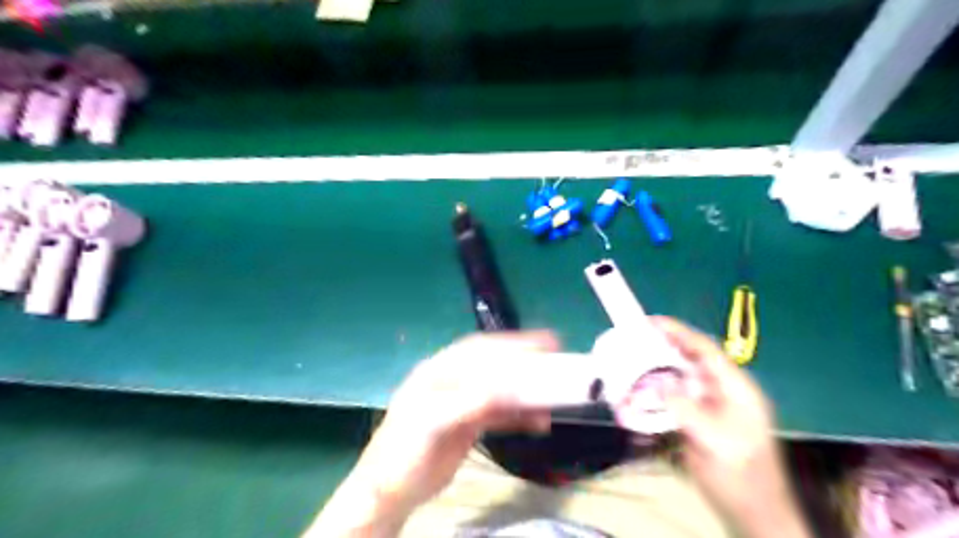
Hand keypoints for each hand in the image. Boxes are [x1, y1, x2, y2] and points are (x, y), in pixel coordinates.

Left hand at [307, 330, 559, 535]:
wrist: (389, 492)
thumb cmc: (404, 452)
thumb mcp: (432, 424)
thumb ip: (469, 404)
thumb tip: (508, 390)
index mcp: (438, 371)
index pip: (478, 350)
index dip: (510, 344)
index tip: (542, 343)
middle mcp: (452, 382)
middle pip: (494, 366)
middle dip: (524, 364)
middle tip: (556, 361)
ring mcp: (462, 403)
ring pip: (500, 390)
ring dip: (525, 393)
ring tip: (552, 398)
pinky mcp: (470, 425)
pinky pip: (500, 415)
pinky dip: (519, 416)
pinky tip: (538, 421)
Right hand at [651, 317, 807, 536]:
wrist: (753, 515)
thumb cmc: (742, 476)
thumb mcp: (715, 440)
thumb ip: (686, 408)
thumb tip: (657, 385)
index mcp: (734, 388)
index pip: (704, 349)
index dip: (678, 332)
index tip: (650, 322)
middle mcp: (720, 391)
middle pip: (688, 360)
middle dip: (660, 350)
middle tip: (631, 342)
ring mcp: (708, 407)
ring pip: (677, 380)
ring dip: (652, 374)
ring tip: (626, 367)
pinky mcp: (696, 422)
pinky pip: (671, 401)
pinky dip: (652, 397)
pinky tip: (634, 398)